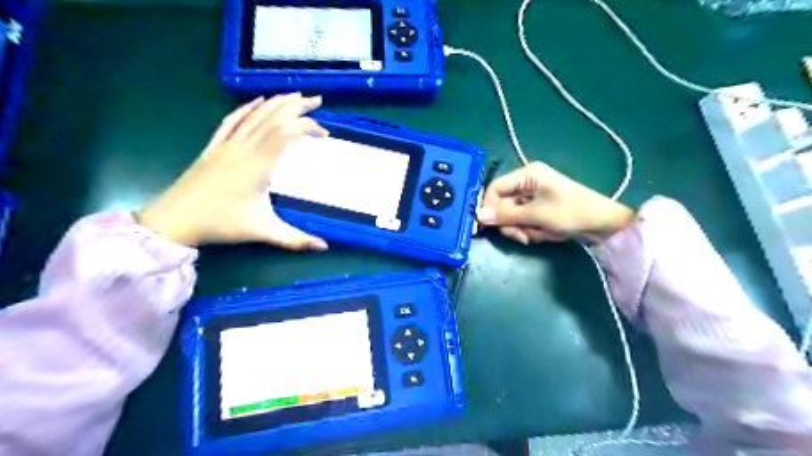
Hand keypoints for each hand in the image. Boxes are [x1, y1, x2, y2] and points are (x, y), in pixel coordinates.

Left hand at [139, 93, 329, 249]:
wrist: (174, 220)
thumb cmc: (221, 224)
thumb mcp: (263, 232)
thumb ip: (296, 240)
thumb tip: (325, 247)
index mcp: (258, 164)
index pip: (287, 133)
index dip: (307, 127)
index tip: (324, 134)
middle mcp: (244, 147)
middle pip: (273, 117)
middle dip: (297, 106)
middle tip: (316, 100)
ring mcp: (227, 144)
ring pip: (254, 115)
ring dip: (276, 102)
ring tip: (295, 95)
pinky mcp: (214, 147)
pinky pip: (233, 120)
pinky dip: (247, 108)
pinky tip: (257, 101)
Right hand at [477, 160, 633, 243]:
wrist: (604, 224)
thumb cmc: (571, 212)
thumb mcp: (536, 214)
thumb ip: (505, 215)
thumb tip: (477, 215)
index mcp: (526, 175)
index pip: (495, 188)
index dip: (489, 206)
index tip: (490, 225)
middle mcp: (527, 183)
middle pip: (502, 205)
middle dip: (511, 223)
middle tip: (522, 236)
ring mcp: (532, 197)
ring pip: (511, 216)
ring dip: (521, 229)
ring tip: (537, 235)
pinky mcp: (538, 209)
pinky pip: (523, 221)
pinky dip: (530, 230)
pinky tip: (543, 234)